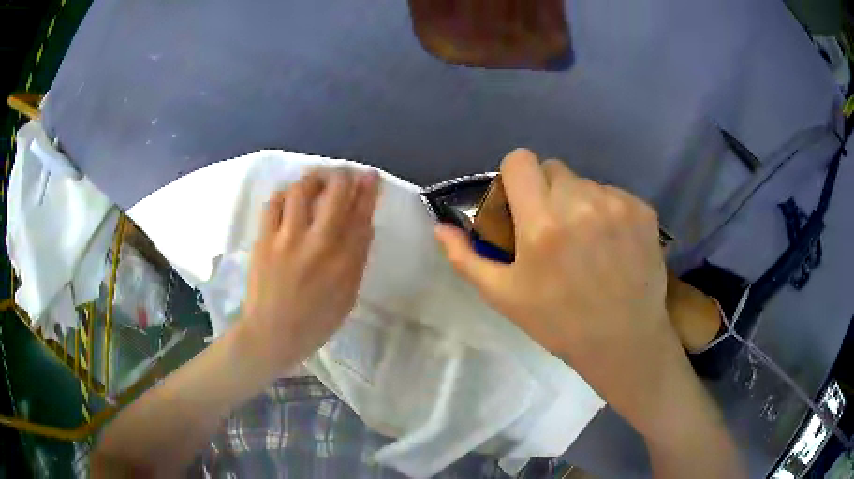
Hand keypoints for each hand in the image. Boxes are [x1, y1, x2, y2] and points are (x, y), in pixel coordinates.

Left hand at [239, 168, 379, 374]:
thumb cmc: (315, 321)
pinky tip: (289, 197)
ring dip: (312, 179)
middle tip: (342, 175)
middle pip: (334, 193)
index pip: (361, 214)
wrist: (272, 334)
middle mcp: (318, 244)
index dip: (368, 190)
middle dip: (342, 176)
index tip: (371, 175)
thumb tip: (363, 223)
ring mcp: (288, 239)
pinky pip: (274, 203)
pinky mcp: (264, 239)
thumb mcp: (348, 296)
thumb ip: (357, 259)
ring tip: (315, 181)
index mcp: (344, 262)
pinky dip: (285, 194)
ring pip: (301, 190)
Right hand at [434, 149, 689, 436]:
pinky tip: (612, 244)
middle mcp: (581, 204)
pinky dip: (609, 211)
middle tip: (554, 229)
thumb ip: (465, 258)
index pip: (520, 161)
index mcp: (542, 223)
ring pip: (586, 182)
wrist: (623, 340)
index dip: (515, 177)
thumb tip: (440, 227)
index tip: (521, 202)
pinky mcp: (643, 211)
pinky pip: (615, 194)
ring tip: (587, 242)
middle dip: (548, 192)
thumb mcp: (503, 296)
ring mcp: (617, 205)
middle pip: (554, 169)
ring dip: (580, 202)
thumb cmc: (559, 322)